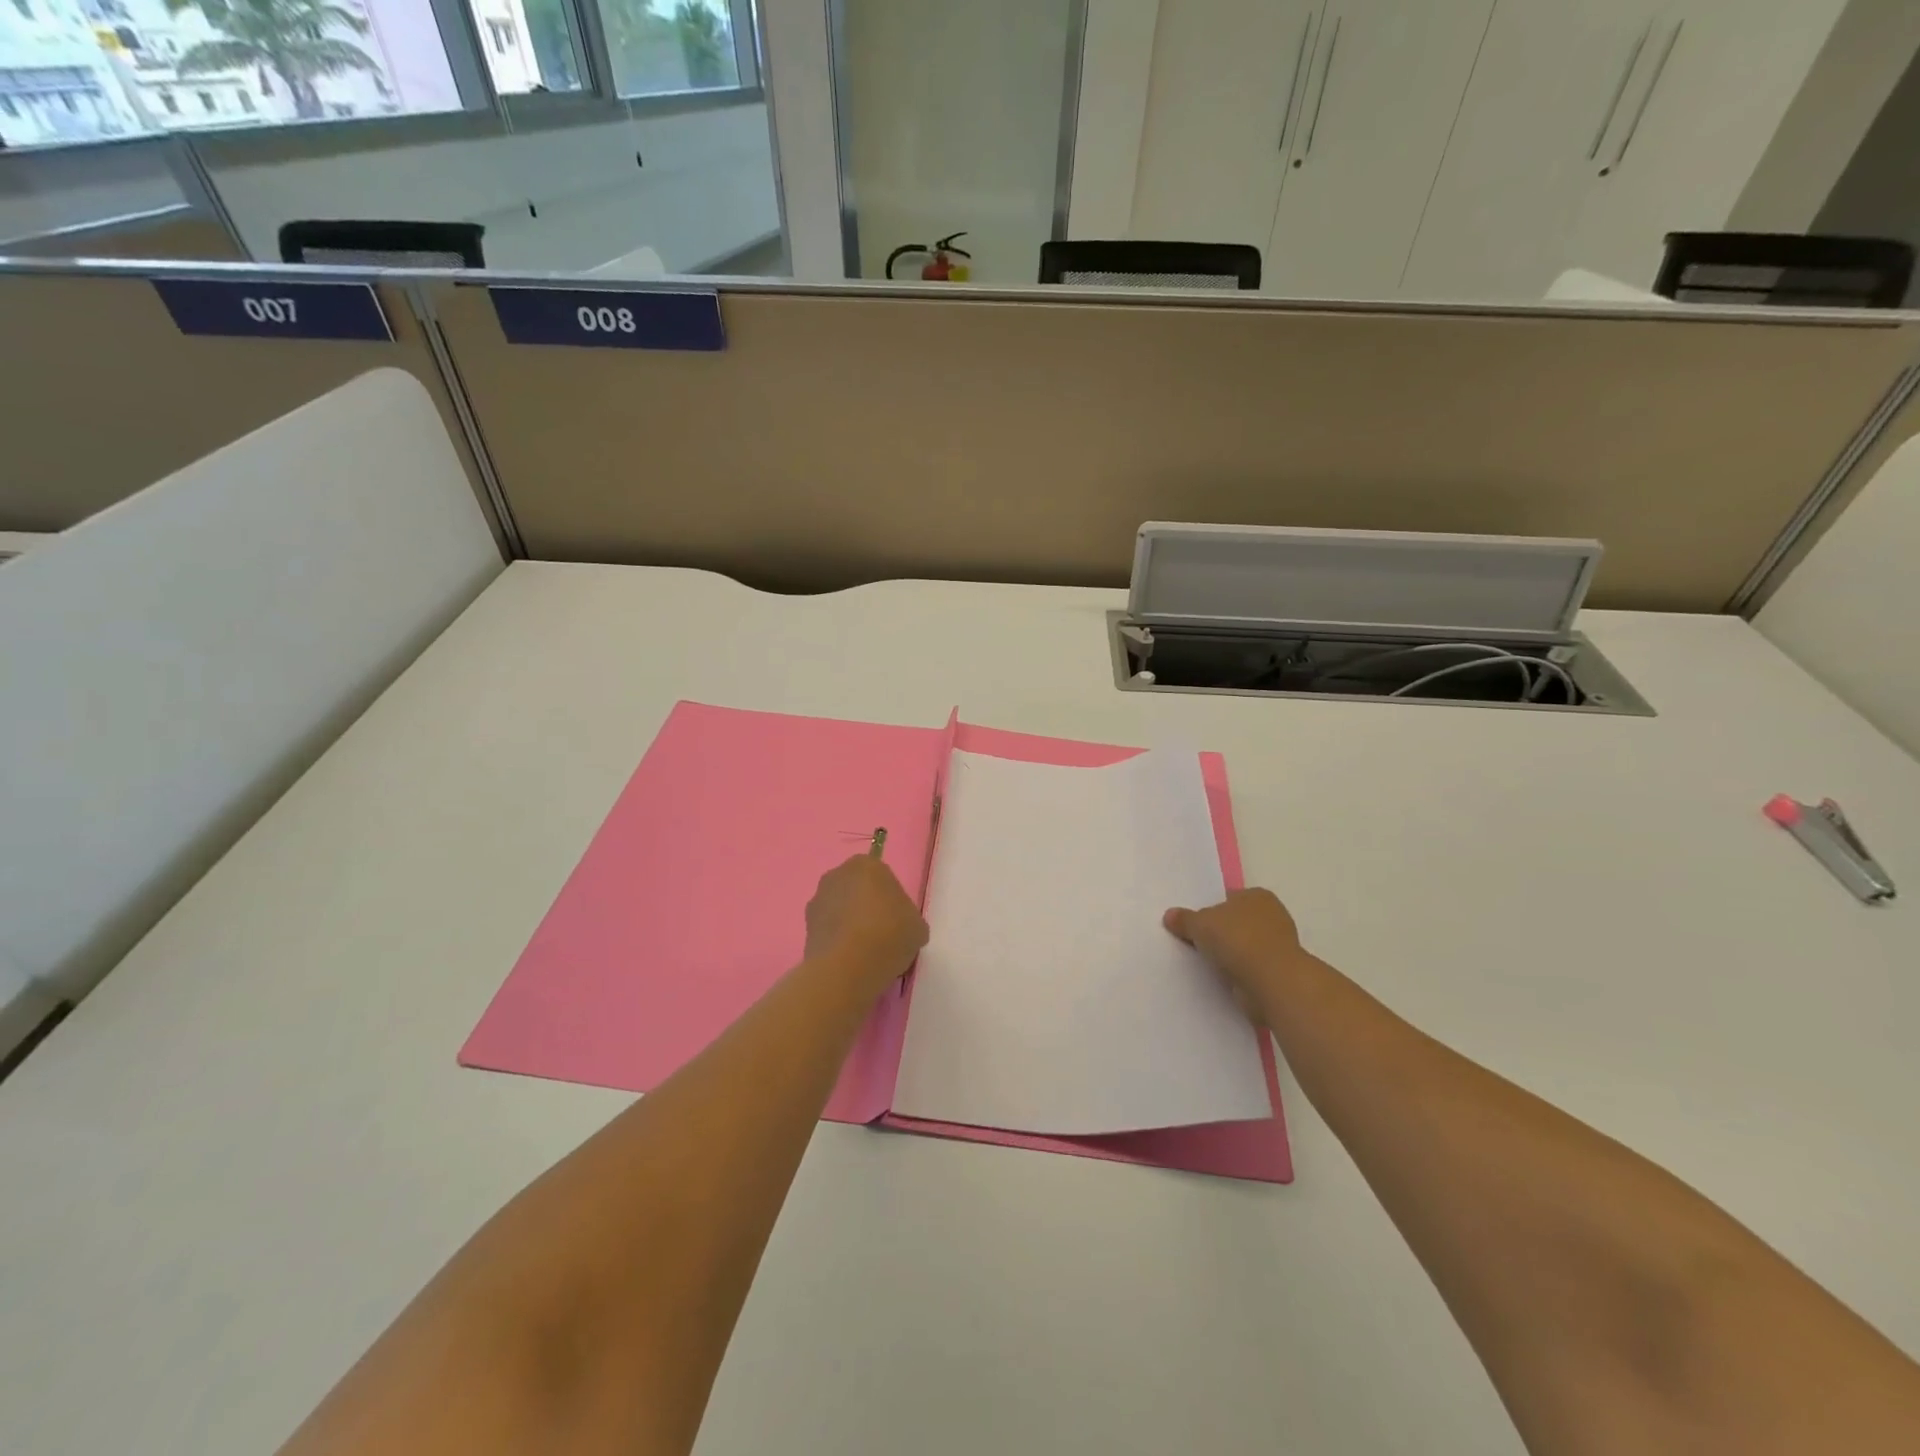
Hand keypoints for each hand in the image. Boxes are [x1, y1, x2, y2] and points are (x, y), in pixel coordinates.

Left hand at [805, 855, 929, 996]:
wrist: (847, 967)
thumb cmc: (889, 935)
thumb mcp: (917, 926)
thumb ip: (909, 918)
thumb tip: (901, 927)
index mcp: (867, 865)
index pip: (882, 877)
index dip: (891, 899)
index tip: (897, 920)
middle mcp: (837, 874)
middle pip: (857, 889)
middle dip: (867, 906)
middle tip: (883, 933)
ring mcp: (817, 899)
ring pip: (840, 908)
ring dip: (849, 923)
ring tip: (865, 952)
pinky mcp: (805, 926)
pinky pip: (828, 929)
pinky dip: (837, 940)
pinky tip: (850, 960)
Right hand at [1163, 888, 1306, 1023]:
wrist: (1271, 981)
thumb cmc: (1237, 939)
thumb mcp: (1199, 924)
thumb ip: (1184, 919)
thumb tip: (1170, 915)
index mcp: (1257, 895)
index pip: (1229, 898)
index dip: (1211, 909)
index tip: (1195, 924)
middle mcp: (1272, 916)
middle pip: (1237, 922)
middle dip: (1221, 932)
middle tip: (1196, 942)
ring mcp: (1279, 945)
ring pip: (1245, 946)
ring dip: (1231, 954)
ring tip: (1206, 963)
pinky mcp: (1279, 971)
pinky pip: (1251, 967)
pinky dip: (1239, 972)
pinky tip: (1223, 977)